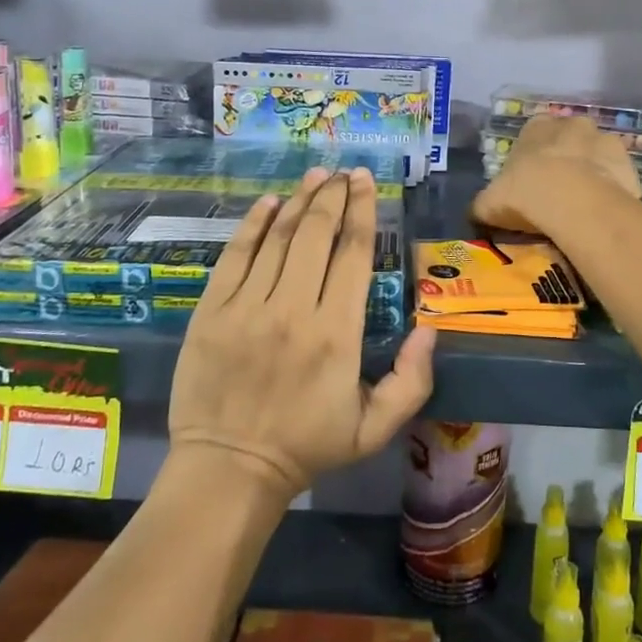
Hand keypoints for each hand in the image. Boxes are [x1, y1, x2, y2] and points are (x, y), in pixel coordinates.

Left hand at [169, 167, 435, 501]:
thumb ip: (412, 380)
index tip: (366, 182)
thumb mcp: (375, 428)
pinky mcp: (212, 311)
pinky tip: (268, 203)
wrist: (229, 469)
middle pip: (316, 234)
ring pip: (278, 238)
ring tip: (314, 176)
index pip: (354, 254)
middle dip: (333, 196)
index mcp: (337, 333)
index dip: (362, 211)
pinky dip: (253, 224)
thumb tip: (429, 326)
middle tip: (343, 173)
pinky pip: (236, 255)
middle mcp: (293, 309)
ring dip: (298, 200)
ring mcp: (248, 307)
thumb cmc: (308, 446)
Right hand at [472, 115, 641, 234]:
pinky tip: (601, 213)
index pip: (533, 135)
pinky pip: (617, 178)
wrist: (576, 203)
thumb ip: (485, 202)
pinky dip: (611, 191)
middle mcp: (572, 124)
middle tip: (557, 194)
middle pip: (568, 142)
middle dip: (564, 161)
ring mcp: (605, 140)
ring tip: (582, 207)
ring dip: (590, 174)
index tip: (530, 183)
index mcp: (537, 126)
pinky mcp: (629, 164)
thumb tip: (481, 211)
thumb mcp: (490, 202)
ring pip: (595, 157)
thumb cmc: (526, 193)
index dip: (532, 160)